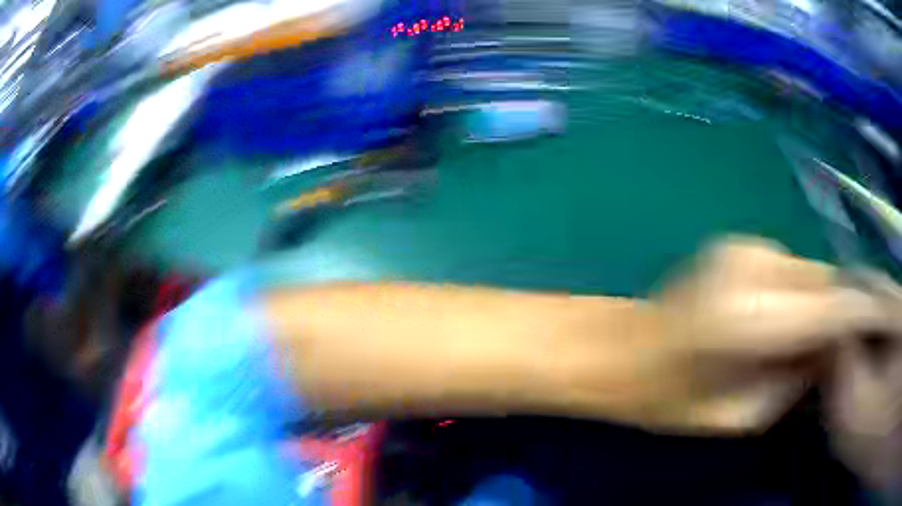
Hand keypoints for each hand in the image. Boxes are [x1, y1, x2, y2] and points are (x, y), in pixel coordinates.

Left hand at [613, 236, 890, 432]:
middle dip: (841, 309)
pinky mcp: (737, 242)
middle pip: (825, 280)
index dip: (861, 314)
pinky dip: (799, 291)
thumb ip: (795, 382)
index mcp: (753, 317)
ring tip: (806, 336)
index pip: (833, 305)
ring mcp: (743, 245)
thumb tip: (831, 351)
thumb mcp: (741, 414)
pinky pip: (790, 268)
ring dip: (819, 301)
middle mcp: (753, 265)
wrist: (620, 349)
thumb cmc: (671, 398)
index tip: (878, 327)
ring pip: (810, 270)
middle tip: (843, 342)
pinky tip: (782, 316)